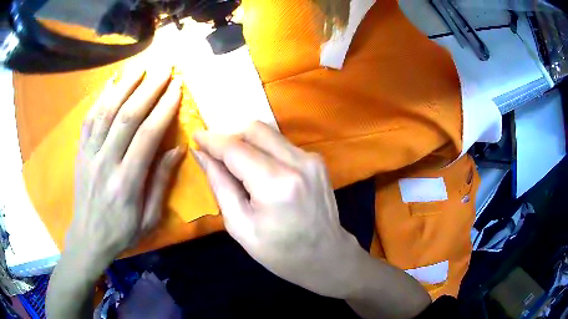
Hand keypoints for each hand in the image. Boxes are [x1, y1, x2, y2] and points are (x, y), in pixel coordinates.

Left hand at [68, 66, 185, 267]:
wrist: (88, 238)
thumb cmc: (122, 233)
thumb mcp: (149, 218)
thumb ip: (161, 182)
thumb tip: (178, 149)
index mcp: (126, 183)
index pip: (147, 135)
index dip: (164, 108)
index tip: (177, 88)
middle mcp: (106, 163)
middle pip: (127, 116)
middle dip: (148, 88)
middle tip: (164, 69)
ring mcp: (89, 155)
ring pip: (106, 112)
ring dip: (125, 86)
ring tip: (141, 68)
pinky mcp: (80, 152)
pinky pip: (89, 119)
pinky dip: (100, 98)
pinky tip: (112, 82)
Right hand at [193, 122, 363, 298]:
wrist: (326, 256)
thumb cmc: (280, 253)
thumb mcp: (240, 226)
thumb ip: (220, 184)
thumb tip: (201, 155)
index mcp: (275, 185)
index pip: (235, 148)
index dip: (212, 140)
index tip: (196, 136)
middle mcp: (297, 163)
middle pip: (254, 129)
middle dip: (230, 137)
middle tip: (216, 155)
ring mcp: (311, 159)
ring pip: (268, 133)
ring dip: (247, 142)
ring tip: (236, 166)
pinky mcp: (317, 160)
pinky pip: (281, 144)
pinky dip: (264, 150)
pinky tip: (260, 171)